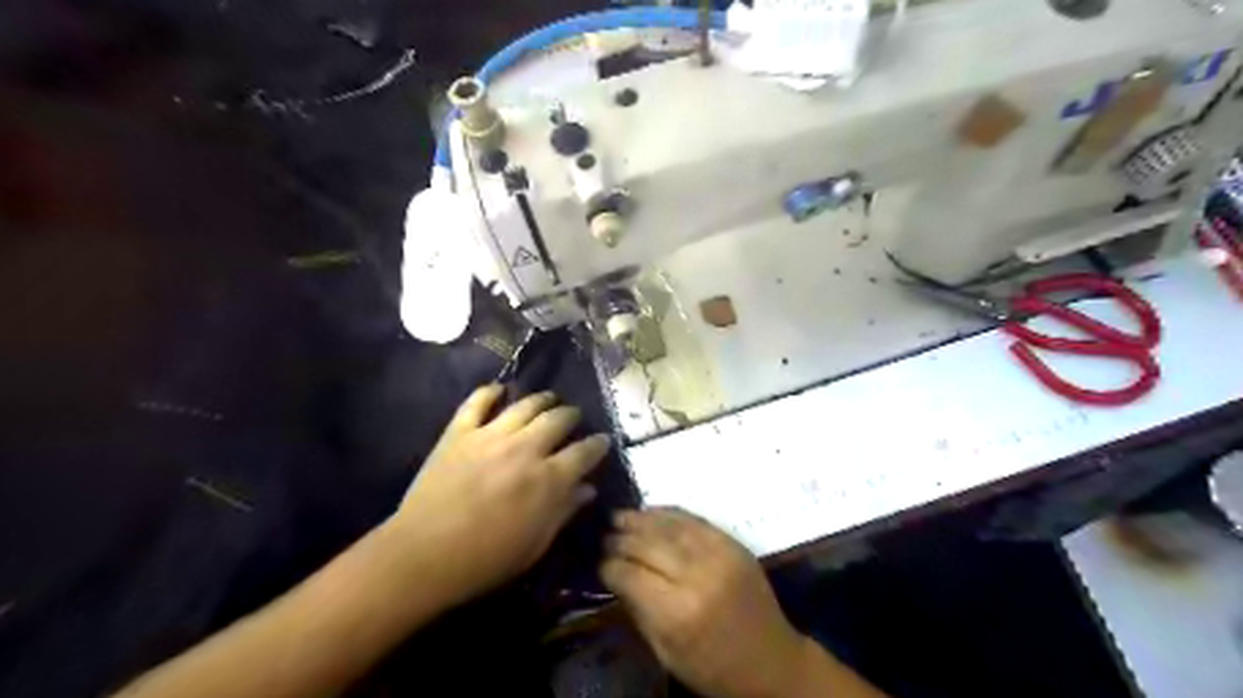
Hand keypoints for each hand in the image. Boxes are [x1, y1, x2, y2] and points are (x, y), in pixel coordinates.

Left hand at [391, 385, 611, 608]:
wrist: (422, 555)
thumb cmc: (485, 560)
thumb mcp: (535, 544)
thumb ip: (564, 511)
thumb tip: (588, 489)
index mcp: (548, 479)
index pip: (584, 452)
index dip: (598, 444)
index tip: (603, 440)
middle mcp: (525, 449)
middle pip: (558, 419)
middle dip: (572, 416)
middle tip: (574, 418)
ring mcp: (490, 436)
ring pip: (525, 405)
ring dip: (542, 399)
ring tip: (548, 398)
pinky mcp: (459, 432)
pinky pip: (477, 402)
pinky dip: (490, 392)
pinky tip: (499, 390)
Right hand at [605, 506, 817, 696]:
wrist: (772, 662)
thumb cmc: (714, 668)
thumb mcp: (667, 653)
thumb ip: (639, 610)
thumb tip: (616, 576)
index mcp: (678, 612)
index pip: (631, 575)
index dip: (610, 566)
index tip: (599, 563)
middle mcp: (698, 576)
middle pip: (649, 545)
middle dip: (622, 539)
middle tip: (605, 536)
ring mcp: (719, 555)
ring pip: (671, 527)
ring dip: (641, 519)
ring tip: (621, 516)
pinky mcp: (733, 544)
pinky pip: (695, 520)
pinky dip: (670, 513)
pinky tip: (652, 512)